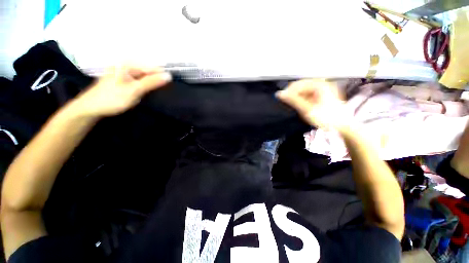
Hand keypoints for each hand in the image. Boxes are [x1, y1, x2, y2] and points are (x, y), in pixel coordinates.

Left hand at [72, 66, 171, 116]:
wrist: (91, 108)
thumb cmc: (112, 98)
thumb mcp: (134, 90)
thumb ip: (152, 82)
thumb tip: (169, 76)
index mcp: (128, 64)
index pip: (153, 67)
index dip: (162, 77)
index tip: (169, 87)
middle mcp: (127, 65)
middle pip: (149, 71)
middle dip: (157, 81)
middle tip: (160, 92)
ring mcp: (125, 73)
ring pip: (145, 77)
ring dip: (151, 85)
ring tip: (154, 93)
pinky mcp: (124, 80)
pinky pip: (140, 81)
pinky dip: (145, 86)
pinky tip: (146, 93)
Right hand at [276, 79, 351, 130]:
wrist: (343, 126)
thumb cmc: (326, 118)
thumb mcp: (308, 109)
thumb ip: (293, 101)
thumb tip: (280, 94)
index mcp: (319, 85)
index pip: (298, 84)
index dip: (288, 92)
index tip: (281, 100)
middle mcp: (322, 83)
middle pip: (301, 86)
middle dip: (293, 95)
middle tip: (288, 104)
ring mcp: (323, 88)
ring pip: (304, 90)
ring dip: (297, 97)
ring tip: (295, 106)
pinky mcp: (323, 94)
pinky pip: (309, 94)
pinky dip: (303, 99)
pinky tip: (302, 106)